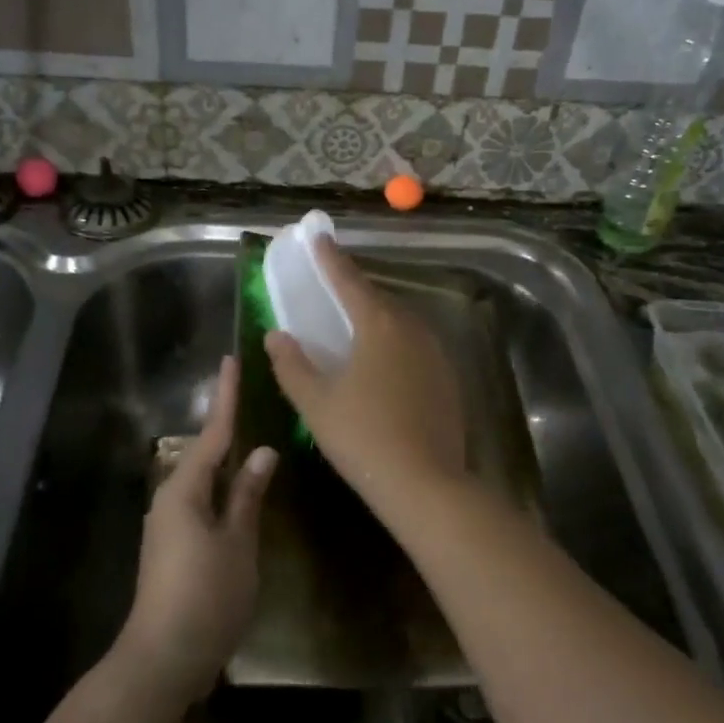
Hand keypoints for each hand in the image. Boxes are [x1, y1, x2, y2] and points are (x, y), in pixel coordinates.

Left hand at [116, 357, 275, 705]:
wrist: (163, 657)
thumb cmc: (206, 595)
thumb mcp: (238, 542)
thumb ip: (248, 495)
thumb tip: (262, 451)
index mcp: (184, 489)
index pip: (214, 433)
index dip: (226, 397)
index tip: (231, 361)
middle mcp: (171, 497)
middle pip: (205, 452)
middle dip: (227, 424)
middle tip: (251, 395)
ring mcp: (169, 523)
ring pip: (203, 478)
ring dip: (226, 458)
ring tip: (252, 435)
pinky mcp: (173, 545)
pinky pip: (202, 501)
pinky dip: (222, 487)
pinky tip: (241, 488)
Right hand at [264, 237, 464, 515]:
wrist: (425, 484)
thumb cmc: (362, 437)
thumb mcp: (315, 402)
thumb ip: (292, 365)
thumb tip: (276, 335)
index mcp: (379, 326)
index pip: (350, 282)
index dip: (331, 260)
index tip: (319, 238)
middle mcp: (412, 330)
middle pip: (379, 299)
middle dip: (355, 288)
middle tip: (334, 283)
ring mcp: (435, 355)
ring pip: (402, 322)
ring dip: (378, 315)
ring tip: (357, 320)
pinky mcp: (447, 379)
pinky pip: (416, 345)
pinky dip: (395, 341)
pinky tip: (384, 360)